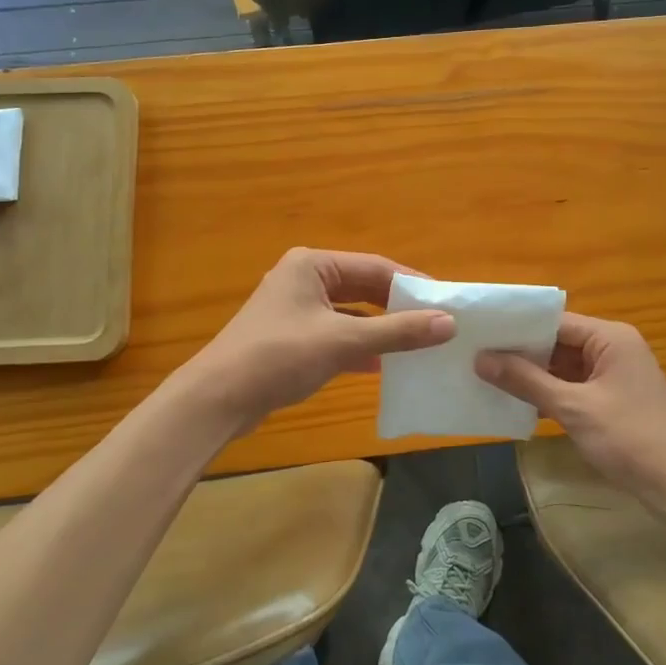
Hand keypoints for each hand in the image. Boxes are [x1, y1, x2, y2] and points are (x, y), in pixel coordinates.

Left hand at [187, 248, 454, 434]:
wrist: (217, 399)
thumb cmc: (279, 356)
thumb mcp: (343, 341)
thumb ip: (397, 331)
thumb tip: (448, 323)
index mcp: (313, 265)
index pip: (376, 267)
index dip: (412, 285)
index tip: (446, 303)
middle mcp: (304, 279)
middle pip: (364, 288)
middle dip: (398, 308)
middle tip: (437, 324)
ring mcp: (296, 309)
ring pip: (351, 313)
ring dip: (381, 329)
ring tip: (419, 344)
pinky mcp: (292, 337)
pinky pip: (337, 334)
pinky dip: (360, 347)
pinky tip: (383, 365)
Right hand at [476, 314, 665, 502]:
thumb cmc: (631, 437)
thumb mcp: (574, 408)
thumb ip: (526, 381)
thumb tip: (480, 359)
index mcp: (610, 338)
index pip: (555, 322)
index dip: (517, 328)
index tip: (480, 335)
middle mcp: (612, 349)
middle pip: (558, 343)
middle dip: (521, 352)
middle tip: (475, 356)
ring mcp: (613, 376)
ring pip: (563, 367)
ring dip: (532, 375)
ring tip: (486, 377)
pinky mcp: (611, 402)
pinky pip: (572, 388)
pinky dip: (548, 394)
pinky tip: (516, 403)